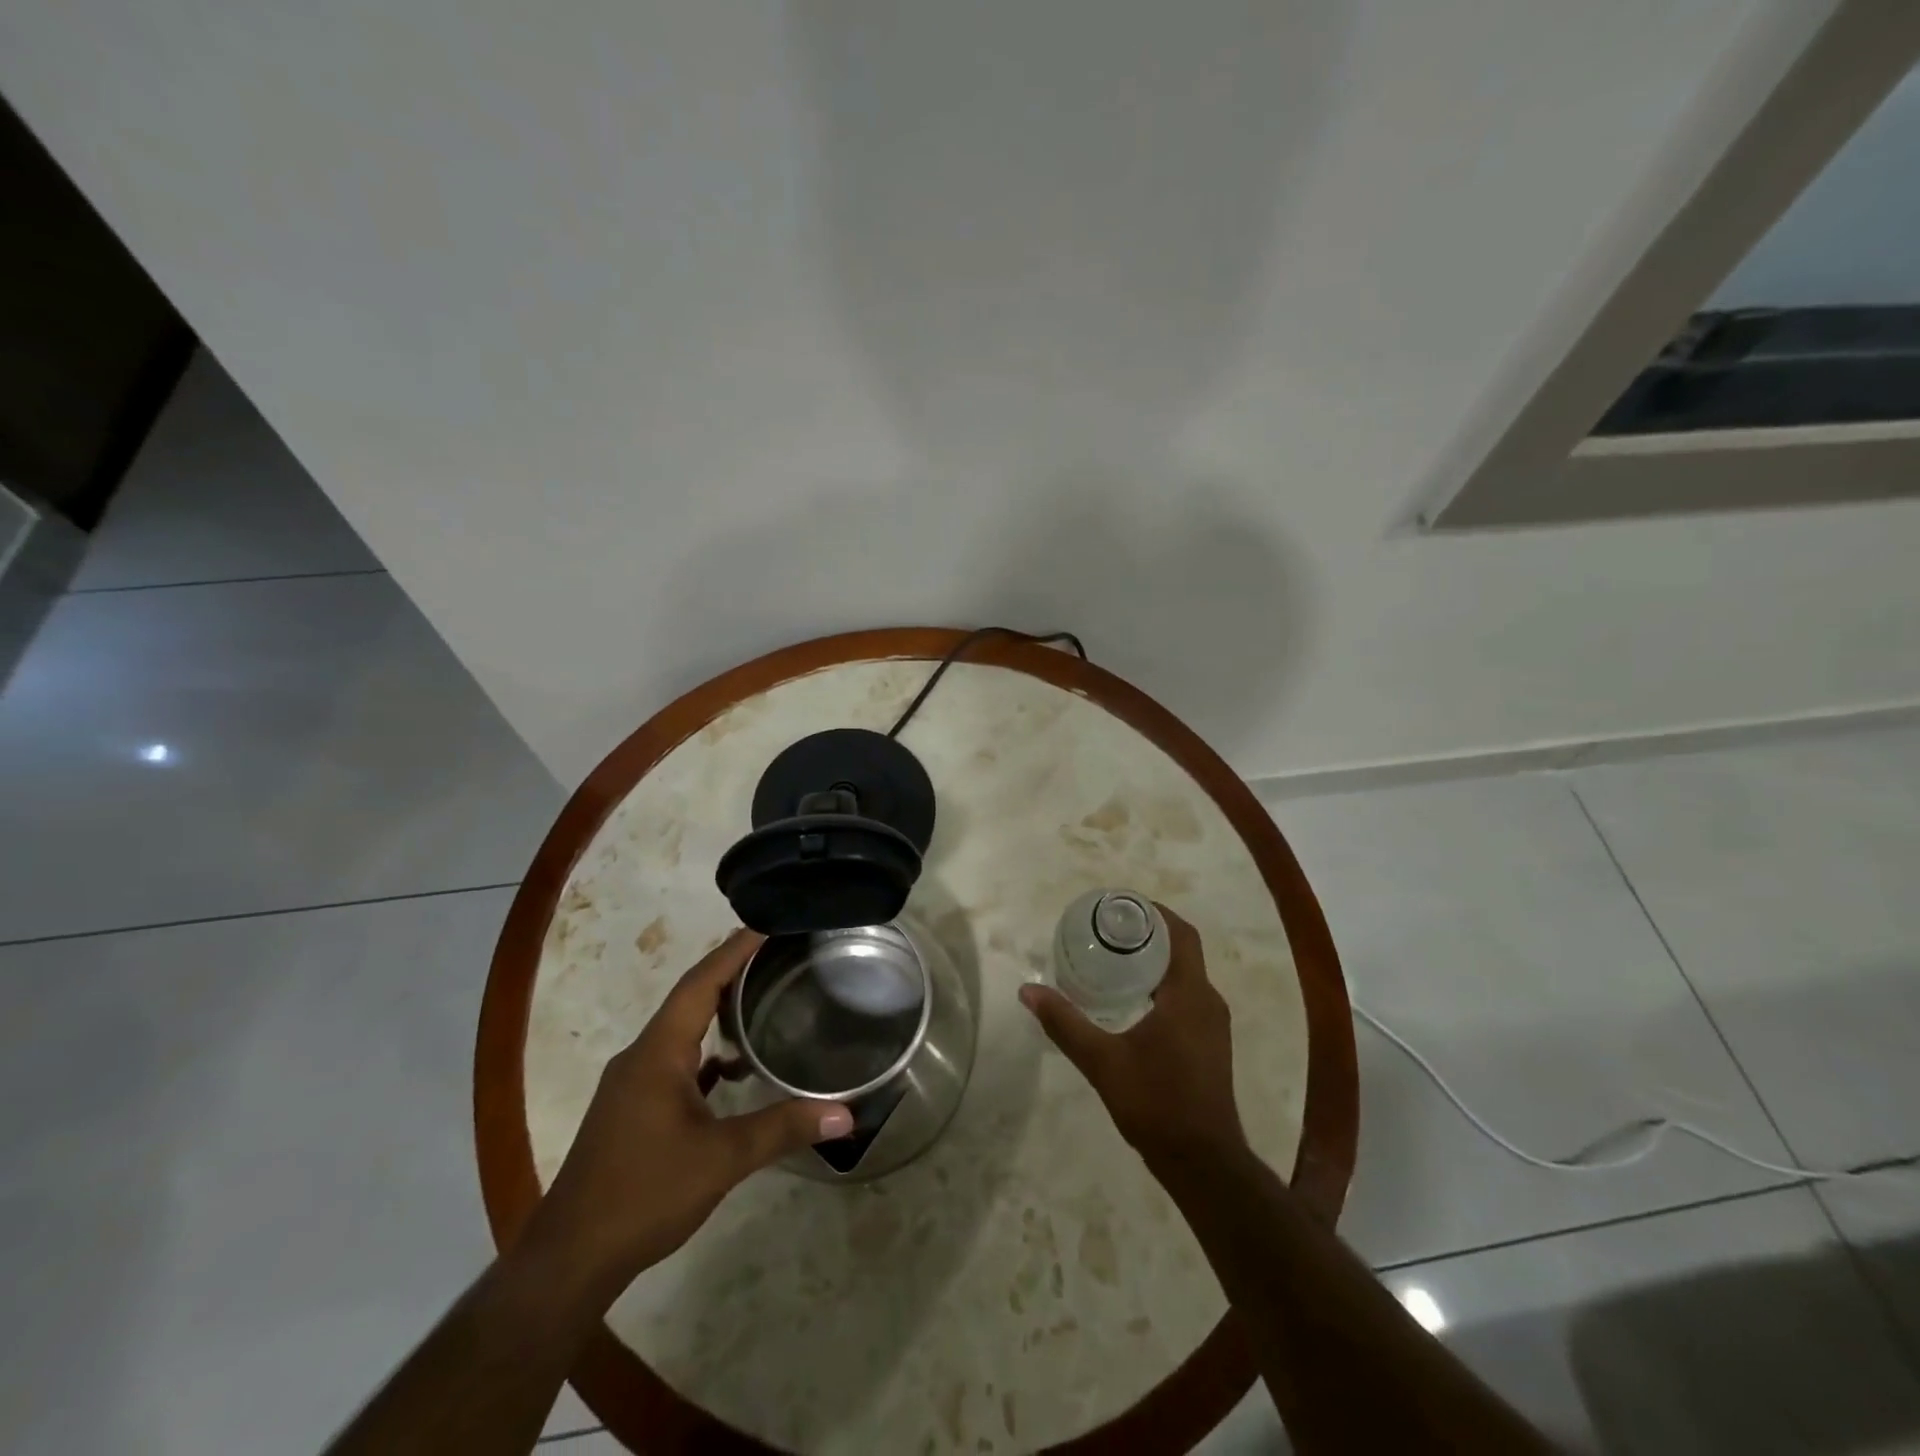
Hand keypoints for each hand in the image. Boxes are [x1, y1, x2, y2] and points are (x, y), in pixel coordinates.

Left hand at [523, 929, 853, 1290]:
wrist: (570, 1258)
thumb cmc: (644, 1194)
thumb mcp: (721, 1159)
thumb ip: (783, 1128)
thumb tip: (846, 1113)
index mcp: (658, 1051)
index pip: (701, 982)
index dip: (734, 950)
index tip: (768, 923)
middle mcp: (643, 1055)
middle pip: (691, 997)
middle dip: (731, 970)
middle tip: (777, 951)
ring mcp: (634, 1082)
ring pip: (683, 1029)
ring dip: (718, 1009)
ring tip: (764, 995)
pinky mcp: (634, 1107)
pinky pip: (677, 1060)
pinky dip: (708, 1051)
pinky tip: (735, 1067)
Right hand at [1019, 904, 1245, 1173]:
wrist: (1203, 1163)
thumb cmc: (1156, 1103)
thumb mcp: (1102, 1061)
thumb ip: (1064, 1023)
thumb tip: (1027, 991)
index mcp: (1189, 995)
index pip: (1181, 934)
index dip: (1155, 912)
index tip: (1121, 904)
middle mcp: (1208, 1002)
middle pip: (1182, 950)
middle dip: (1148, 934)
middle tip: (1106, 929)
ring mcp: (1213, 1025)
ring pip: (1185, 975)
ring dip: (1155, 960)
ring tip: (1113, 957)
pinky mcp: (1209, 1044)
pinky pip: (1187, 997)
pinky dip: (1161, 985)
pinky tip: (1130, 999)